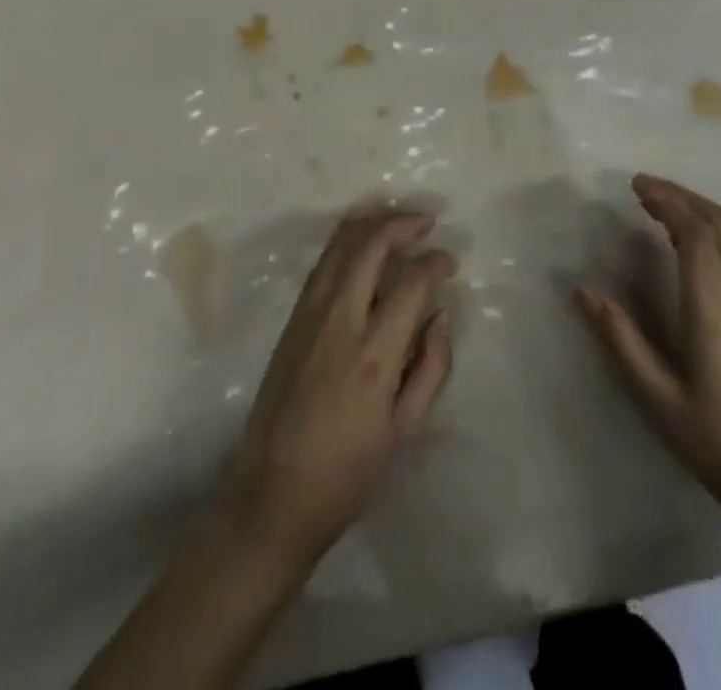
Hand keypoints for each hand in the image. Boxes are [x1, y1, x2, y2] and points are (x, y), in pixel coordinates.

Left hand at [221, 206, 456, 568]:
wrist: (271, 496)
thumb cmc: (347, 473)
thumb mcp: (404, 430)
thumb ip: (430, 367)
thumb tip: (441, 315)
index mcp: (374, 355)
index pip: (410, 283)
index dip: (435, 262)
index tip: (449, 262)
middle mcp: (339, 322)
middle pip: (369, 246)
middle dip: (402, 223)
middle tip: (426, 222)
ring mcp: (309, 316)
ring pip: (339, 245)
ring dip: (371, 224)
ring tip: (398, 223)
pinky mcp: (291, 321)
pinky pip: (322, 264)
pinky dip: (346, 243)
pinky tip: (363, 245)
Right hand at [577, 174, 720, 524]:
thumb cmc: (717, 443)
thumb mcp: (658, 398)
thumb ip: (621, 339)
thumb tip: (583, 290)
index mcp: (713, 311)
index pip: (695, 234)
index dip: (667, 201)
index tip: (636, 186)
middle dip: (683, 195)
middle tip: (644, 187)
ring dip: (699, 211)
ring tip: (661, 207)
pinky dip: (712, 234)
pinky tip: (689, 246)